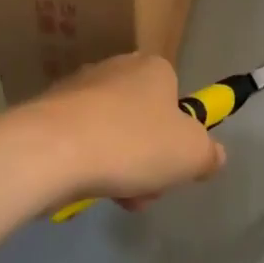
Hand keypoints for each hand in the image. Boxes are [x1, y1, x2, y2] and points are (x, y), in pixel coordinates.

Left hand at [29, 53, 224, 207]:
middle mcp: (116, 67)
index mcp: (153, 67)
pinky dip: (86, 163)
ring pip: (112, 133)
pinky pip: (80, 140)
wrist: (53, 149)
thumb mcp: (191, 154)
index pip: (175, 98)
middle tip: (144, 188)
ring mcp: (79, 87)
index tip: (172, 167)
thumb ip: (209, 154)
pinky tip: (83, 186)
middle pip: (143, 119)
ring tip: (113, 194)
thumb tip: (214, 154)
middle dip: (147, 158)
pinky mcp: (49, 111)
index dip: (178, 136)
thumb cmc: (133, 142)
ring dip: (119, 166)